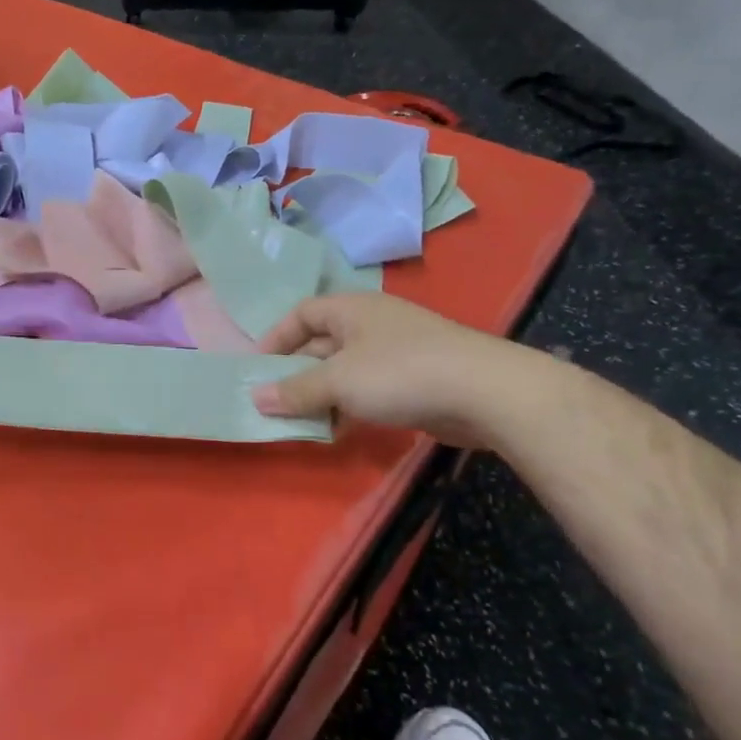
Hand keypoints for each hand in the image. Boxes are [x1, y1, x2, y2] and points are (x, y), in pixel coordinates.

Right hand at [252, 293, 542, 446]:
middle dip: (295, 372)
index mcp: (351, 309)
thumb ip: (294, 391)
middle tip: (273, 402)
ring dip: (320, 395)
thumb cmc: (400, 373)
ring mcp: (395, 352)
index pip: (302, 314)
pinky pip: (367, 390)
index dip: (276, 338)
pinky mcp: (413, 380)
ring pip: (344, 371)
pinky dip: (347, 406)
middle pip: (321, 343)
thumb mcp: (338, 381)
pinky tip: (338, 430)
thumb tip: (255, 398)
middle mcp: (371, 324)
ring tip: (300, 422)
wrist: (485, 392)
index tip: (257, 369)